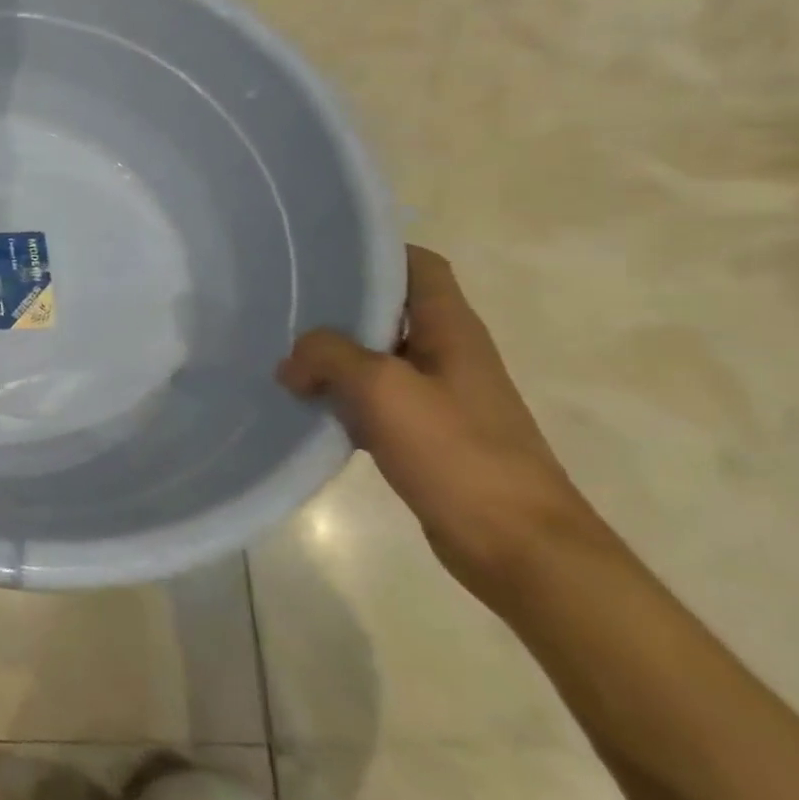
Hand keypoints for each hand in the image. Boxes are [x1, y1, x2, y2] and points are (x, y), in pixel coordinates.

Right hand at [277, 245, 604, 607]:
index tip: (319, 255)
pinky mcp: (426, 436)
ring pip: (374, 358)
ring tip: (282, 357)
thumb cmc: (458, 454)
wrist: (517, 547)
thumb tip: (292, 362)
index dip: (374, 252)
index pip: (418, 266)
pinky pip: (373, 401)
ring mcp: (438, 397)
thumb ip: (329, 356)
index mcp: (450, 330)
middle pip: (388, 311)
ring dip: (332, 357)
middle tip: (281, 306)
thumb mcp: (383, 389)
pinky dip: (340, 399)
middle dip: (336, 307)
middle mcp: (447, 354)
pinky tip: (307, 409)